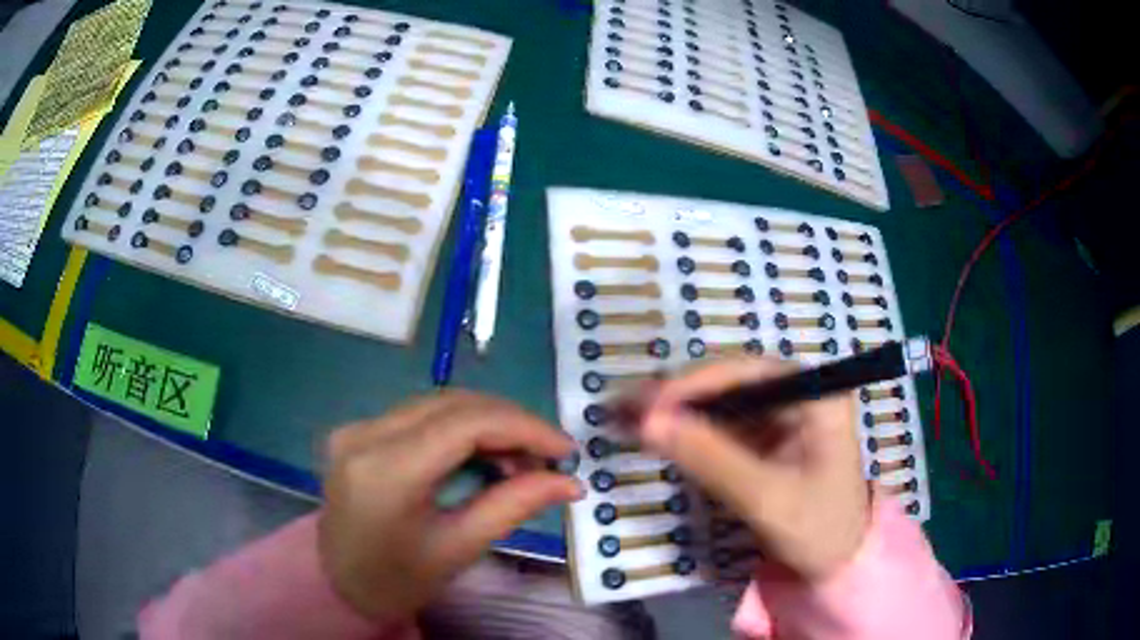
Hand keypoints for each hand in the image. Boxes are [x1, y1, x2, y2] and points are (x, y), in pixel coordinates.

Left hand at [318, 391, 582, 620]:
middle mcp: (366, 435)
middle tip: (548, 456)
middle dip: (511, 423)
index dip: (524, 427)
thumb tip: (570, 483)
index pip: (466, 424)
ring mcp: (357, 428)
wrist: (339, 582)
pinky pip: (421, 414)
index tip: (565, 449)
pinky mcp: (359, 430)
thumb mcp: (459, 548)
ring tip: (520, 458)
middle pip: (454, 404)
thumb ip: (514, 506)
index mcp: (387, 472)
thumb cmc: (399, 579)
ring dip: (488, 422)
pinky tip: (483, 453)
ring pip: (439, 403)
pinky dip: (461, 427)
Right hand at [637, 357, 869, 578]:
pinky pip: (722, 427)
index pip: (746, 372)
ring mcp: (782, 415)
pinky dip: (688, 432)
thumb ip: (710, 459)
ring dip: (676, 412)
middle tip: (623, 410)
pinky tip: (656, 435)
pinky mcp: (766, 438)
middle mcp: (798, 393)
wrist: (838, 563)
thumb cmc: (818, 529)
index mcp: (816, 395)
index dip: (693, 384)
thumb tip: (647, 422)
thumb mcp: (766, 497)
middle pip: (729, 382)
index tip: (646, 405)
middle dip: (677, 397)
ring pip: (720, 403)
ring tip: (626, 419)